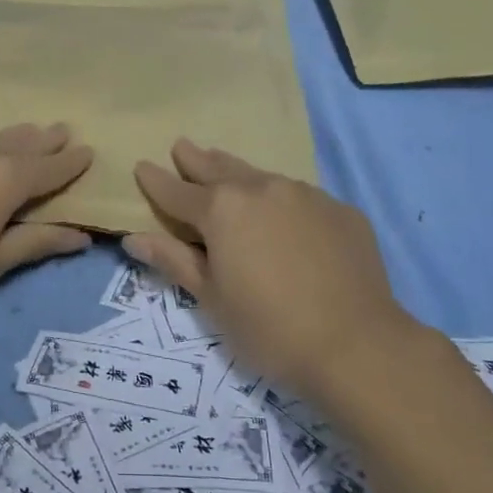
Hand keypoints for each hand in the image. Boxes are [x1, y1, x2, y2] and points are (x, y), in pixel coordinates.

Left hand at [0, 123, 93, 325]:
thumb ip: (37, 242)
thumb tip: (82, 237)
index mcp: (6, 179)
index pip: (51, 166)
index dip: (71, 161)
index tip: (88, 151)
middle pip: (22, 140)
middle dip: (45, 139)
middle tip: (62, 131)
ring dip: (8, 138)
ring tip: (21, 137)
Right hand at [127, 140, 415, 397]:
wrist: (358, 345)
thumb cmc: (270, 328)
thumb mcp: (212, 300)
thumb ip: (173, 261)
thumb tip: (134, 238)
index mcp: (221, 209)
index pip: (176, 191)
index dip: (155, 180)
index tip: (141, 166)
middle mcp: (260, 188)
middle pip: (219, 168)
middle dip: (196, 159)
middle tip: (182, 147)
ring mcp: (304, 194)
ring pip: (261, 176)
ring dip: (239, 174)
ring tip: (226, 170)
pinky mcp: (339, 209)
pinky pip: (299, 197)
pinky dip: (281, 200)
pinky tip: (284, 216)